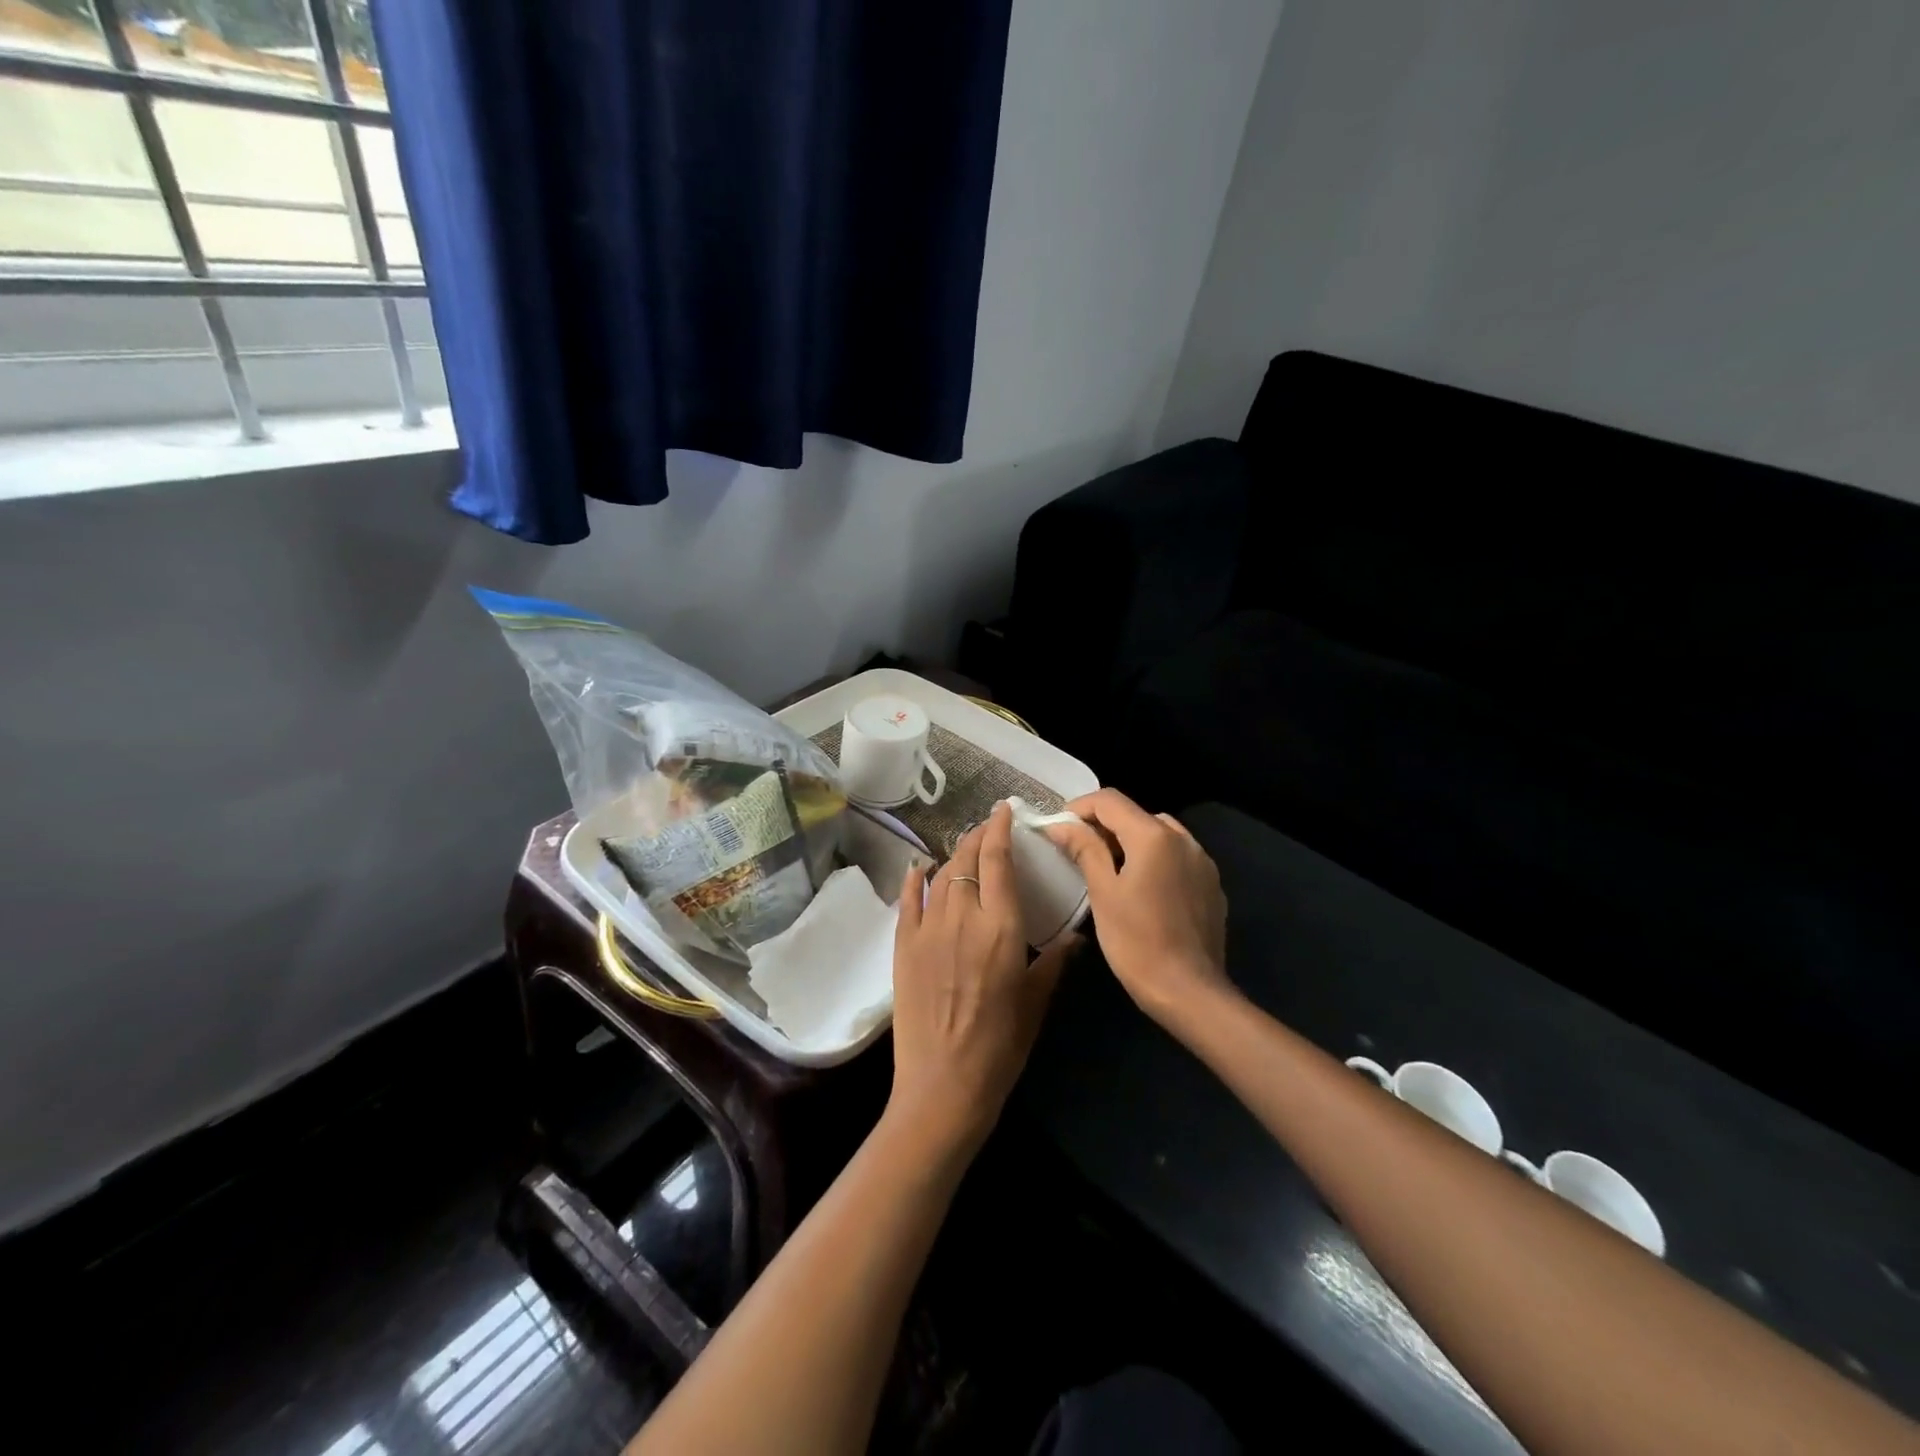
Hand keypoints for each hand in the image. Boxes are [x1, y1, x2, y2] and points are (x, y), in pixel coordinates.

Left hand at [889, 802, 1077, 1157]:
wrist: (944, 1085)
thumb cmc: (1000, 1046)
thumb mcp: (1036, 1002)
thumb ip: (1054, 962)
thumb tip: (1076, 937)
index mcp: (1000, 927)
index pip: (998, 860)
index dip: (999, 829)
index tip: (1003, 810)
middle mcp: (962, 917)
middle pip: (967, 859)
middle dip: (978, 836)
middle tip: (988, 828)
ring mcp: (927, 930)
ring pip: (940, 874)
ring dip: (954, 856)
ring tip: (965, 849)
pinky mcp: (903, 946)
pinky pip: (907, 900)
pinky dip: (914, 879)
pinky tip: (919, 868)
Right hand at [1044, 788, 1230, 1024]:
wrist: (1190, 992)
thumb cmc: (1137, 942)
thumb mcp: (1103, 893)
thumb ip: (1084, 849)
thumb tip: (1061, 824)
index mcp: (1154, 836)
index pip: (1110, 801)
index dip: (1079, 807)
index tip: (1058, 827)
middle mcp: (1184, 839)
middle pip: (1136, 815)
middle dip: (1104, 825)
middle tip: (1078, 850)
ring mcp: (1202, 862)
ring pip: (1159, 834)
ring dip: (1130, 841)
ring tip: (1109, 868)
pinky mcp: (1211, 885)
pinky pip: (1177, 857)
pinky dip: (1154, 860)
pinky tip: (1142, 889)